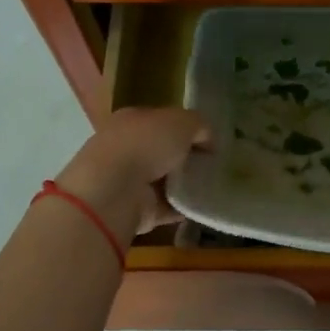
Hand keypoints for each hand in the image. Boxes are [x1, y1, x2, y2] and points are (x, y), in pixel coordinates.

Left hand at [56, 107, 208, 236]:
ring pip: (164, 180)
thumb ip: (199, 126)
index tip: (209, 141)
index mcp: (131, 120)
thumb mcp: (181, 122)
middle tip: (214, 164)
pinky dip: (183, 207)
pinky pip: (167, 207)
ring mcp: (128, 182)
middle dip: (186, 158)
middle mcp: (126, 149)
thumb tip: (208, 139)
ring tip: (213, 186)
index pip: (161, 121)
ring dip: (186, 184)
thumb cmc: (145, 144)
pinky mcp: (136, 210)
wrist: (115, 190)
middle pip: (162, 152)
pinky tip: (204, 206)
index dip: (186, 128)